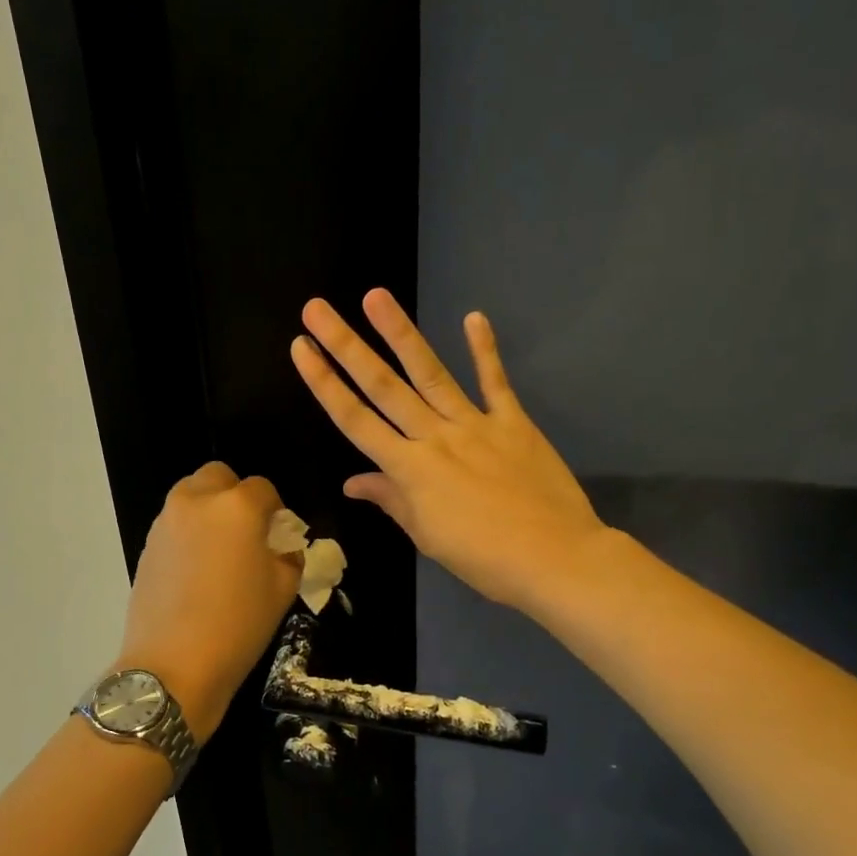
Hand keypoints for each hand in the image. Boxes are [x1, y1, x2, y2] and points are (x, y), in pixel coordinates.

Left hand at [116, 462, 301, 742]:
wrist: (173, 665)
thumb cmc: (238, 625)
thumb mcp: (283, 590)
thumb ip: (289, 555)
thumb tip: (282, 545)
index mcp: (237, 507)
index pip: (263, 488)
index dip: (276, 510)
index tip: (279, 535)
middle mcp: (197, 501)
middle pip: (219, 477)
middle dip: (236, 495)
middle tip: (247, 532)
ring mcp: (166, 521)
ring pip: (192, 495)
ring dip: (209, 510)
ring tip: (220, 551)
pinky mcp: (147, 544)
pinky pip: (174, 522)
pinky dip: (189, 531)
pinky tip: (197, 569)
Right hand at [291, 289, 609, 613]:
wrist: (555, 558)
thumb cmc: (484, 558)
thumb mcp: (427, 536)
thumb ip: (391, 500)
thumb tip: (352, 482)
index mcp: (409, 469)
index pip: (354, 420)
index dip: (324, 383)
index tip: (301, 349)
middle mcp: (434, 437)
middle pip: (382, 386)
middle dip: (346, 345)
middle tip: (317, 308)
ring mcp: (475, 424)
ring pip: (430, 373)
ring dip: (400, 333)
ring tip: (376, 297)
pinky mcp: (512, 422)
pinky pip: (495, 382)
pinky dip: (485, 350)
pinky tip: (474, 317)